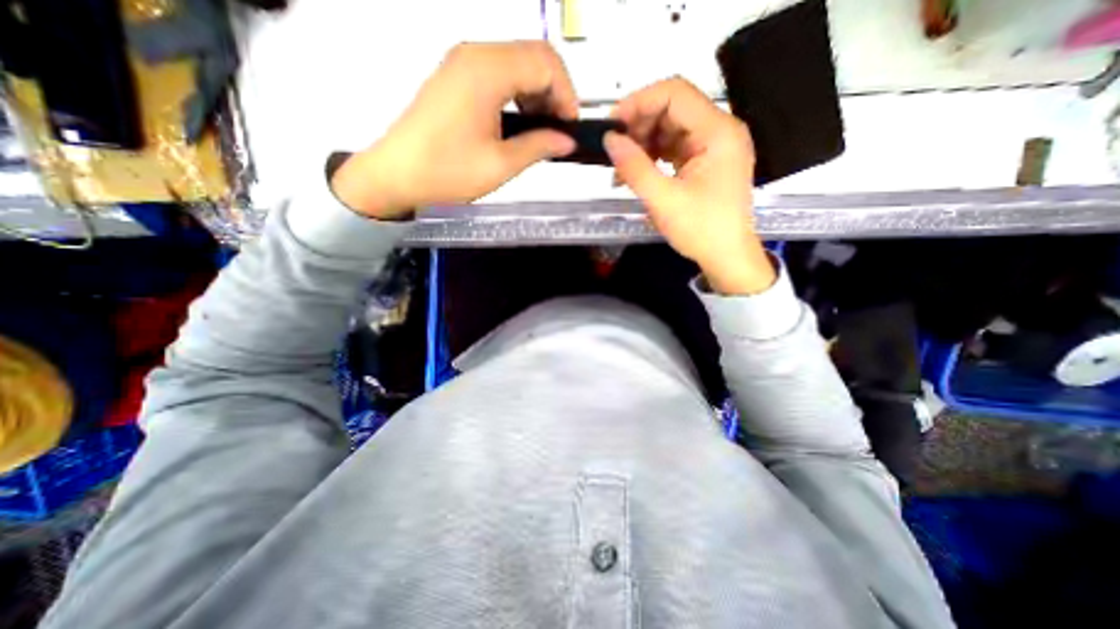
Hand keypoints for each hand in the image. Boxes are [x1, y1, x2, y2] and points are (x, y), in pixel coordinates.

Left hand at [328, 42, 576, 218]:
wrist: (397, 175)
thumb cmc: (448, 172)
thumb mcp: (501, 164)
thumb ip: (539, 147)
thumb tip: (567, 141)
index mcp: (487, 71)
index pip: (546, 62)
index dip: (566, 94)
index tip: (570, 128)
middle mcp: (475, 54)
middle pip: (533, 56)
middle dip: (555, 92)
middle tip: (559, 131)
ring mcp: (463, 63)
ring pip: (517, 63)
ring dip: (537, 93)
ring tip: (541, 131)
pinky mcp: (456, 77)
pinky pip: (499, 73)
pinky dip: (518, 94)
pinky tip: (519, 122)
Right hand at [604, 76, 781, 294]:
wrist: (727, 257)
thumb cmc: (701, 230)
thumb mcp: (663, 200)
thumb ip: (634, 167)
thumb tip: (609, 140)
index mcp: (717, 132)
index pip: (675, 93)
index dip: (639, 102)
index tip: (611, 125)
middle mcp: (719, 131)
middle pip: (673, 109)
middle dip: (639, 126)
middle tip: (614, 151)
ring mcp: (713, 147)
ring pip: (671, 129)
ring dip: (643, 144)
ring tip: (621, 169)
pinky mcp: (705, 163)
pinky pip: (675, 148)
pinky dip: (653, 156)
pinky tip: (636, 173)